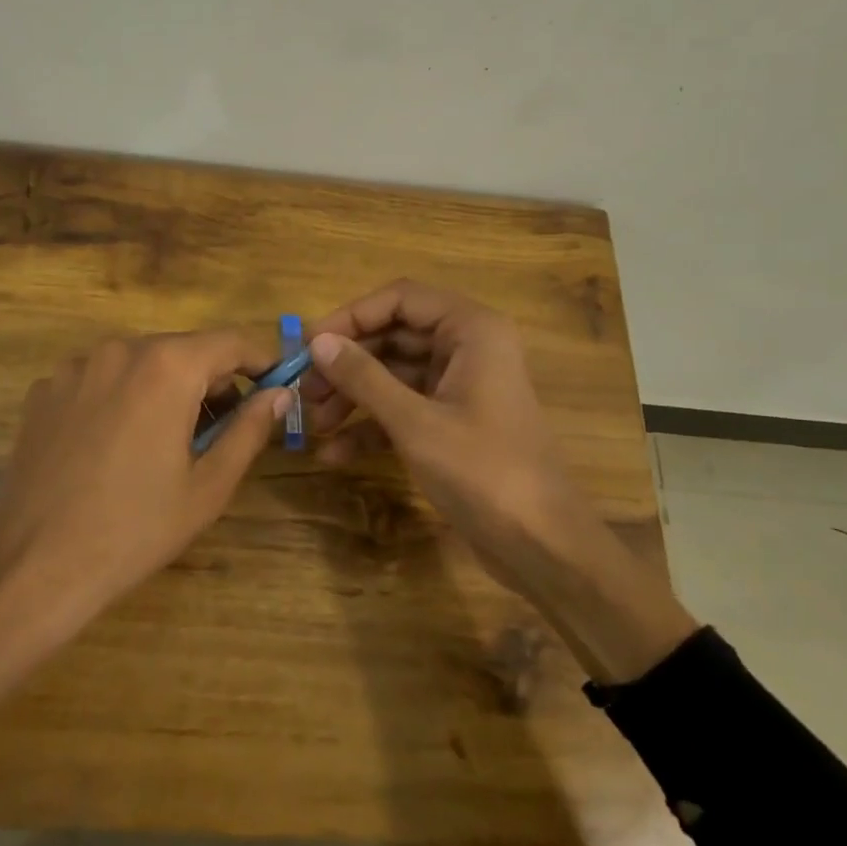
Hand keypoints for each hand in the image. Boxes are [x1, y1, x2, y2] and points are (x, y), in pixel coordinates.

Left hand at [0, 330, 291, 623]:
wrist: (36, 565)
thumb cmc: (136, 528)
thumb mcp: (209, 485)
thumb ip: (250, 429)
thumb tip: (279, 393)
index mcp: (167, 366)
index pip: (230, 342)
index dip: (259, 361)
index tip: (274, 386)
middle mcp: (119, 350)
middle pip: (183, 350)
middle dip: (211, 381)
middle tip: (221, 430)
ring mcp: (75, 367)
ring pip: (140, 363)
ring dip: (165, 388)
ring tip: (167, 441)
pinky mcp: (44, 390)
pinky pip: (100, 380)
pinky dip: (121, 398)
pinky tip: (114, 446)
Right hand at [304, 280, 697, 682]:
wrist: (542, 546)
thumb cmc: (484, 471)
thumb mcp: (415, 422)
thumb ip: (364, 377)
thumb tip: (319, 343)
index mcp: (471, 330)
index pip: (400, 299)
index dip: (352, 317)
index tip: (311, 345)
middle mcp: (467, 348)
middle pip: (393, 336)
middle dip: (347, 363)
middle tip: (304, 389)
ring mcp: (460, 386)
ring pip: (394, 374)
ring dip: (353, 396)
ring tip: (313, 425)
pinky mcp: (453, 422)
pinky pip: (404, 408)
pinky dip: (372, 426)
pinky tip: (336, 453)